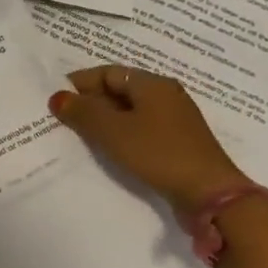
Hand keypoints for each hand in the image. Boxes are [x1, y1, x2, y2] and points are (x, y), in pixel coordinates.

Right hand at [50, 66, 249, 216]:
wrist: (211, 196)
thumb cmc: (158, 153)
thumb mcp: (112, 131)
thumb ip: (82, 112)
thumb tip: (57, 97)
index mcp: (152, 83)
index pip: (107, 72)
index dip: (80, 83)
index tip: (57, 99)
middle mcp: (166, 95)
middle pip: (119, 90)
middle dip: (90, 102)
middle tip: (64, 119)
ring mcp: (175, 120)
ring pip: (130, 111)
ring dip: (105, 120)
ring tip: (81, 135)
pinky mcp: (179, 143)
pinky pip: (142, 129)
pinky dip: (122, 134)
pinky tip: (109, 150)